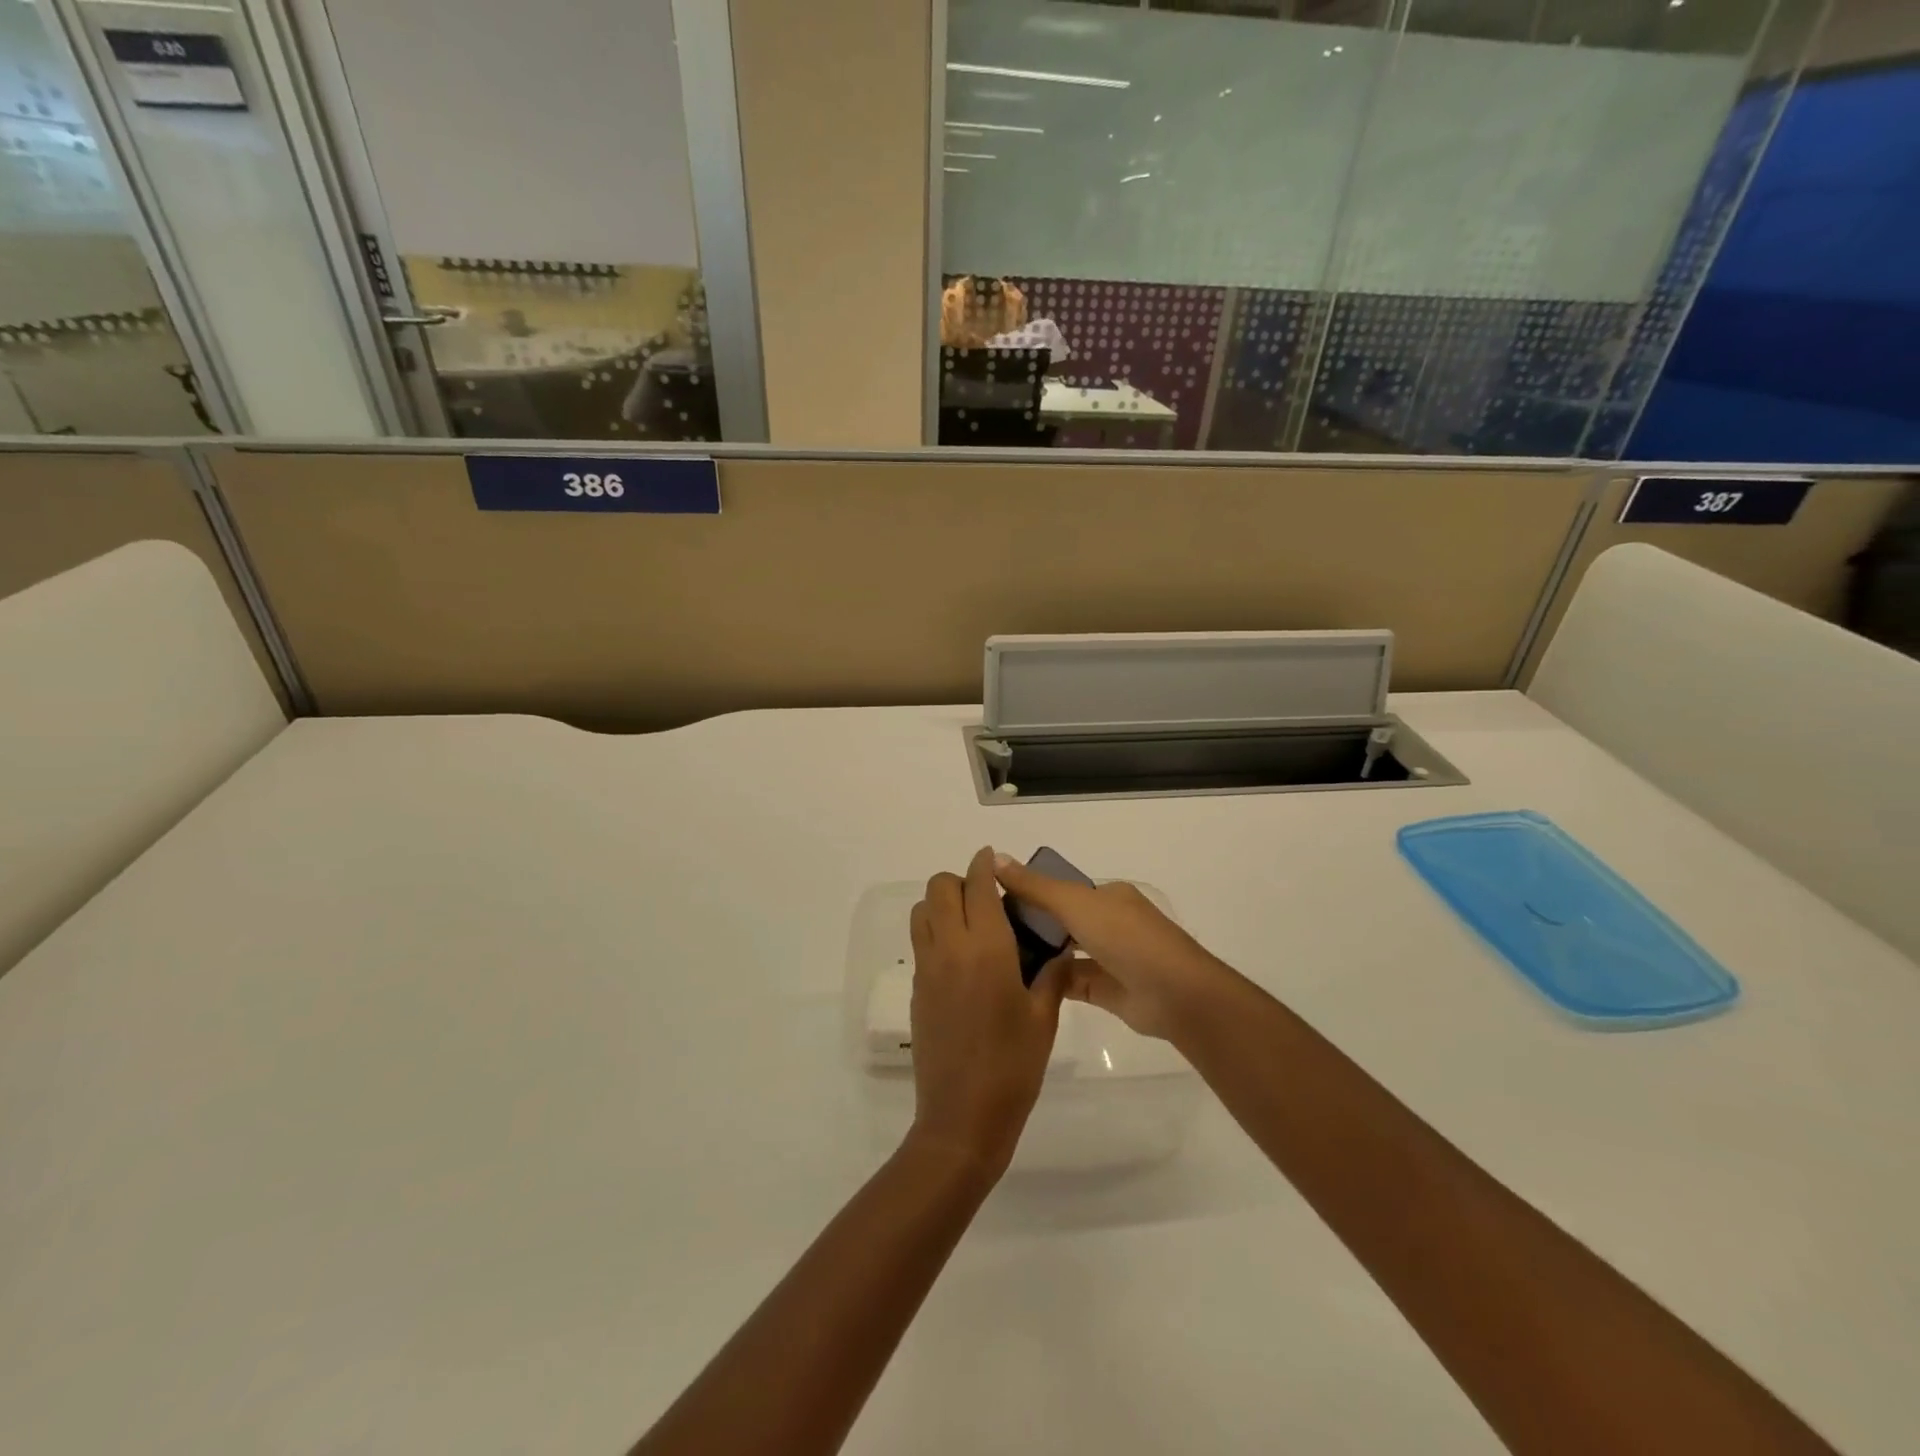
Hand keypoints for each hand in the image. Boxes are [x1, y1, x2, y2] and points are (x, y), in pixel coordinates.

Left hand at [908, 848, 1069, 1177]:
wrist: (962, 1118)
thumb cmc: (1013, 1067)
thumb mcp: (1043, 1019)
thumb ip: (1051, 975)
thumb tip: (1060, 948)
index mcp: (986, 949)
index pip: (977, 886)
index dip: (984, 864)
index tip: (993, 858)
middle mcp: (950, 948)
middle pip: (939, 888)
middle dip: (961, 881)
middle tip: (988, 900)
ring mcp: (927, 969)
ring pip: (922, 911)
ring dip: (942, 904)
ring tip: (972, 926)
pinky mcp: (916, 990)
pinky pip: (921, 942)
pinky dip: (935, 932)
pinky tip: (962, 960)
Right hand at [993, 854, 1229, 1040]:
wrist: (1175, 995)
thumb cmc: (1126, 938)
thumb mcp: (1076, 903)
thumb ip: (1036, 887)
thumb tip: (995, 858)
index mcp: (1108, 896)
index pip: (1062, 889)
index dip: (1030, 891)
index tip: (993, 900)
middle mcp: (1110, 923)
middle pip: (1062, 920)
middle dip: (1031, 924)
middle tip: (988, 932)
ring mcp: (1110, 958)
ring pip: (1065, 952)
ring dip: (1039, 954)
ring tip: (995, 957)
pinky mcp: (1107, 991)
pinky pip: (1071, 982)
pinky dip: (1049, 981)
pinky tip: (1018, 982)